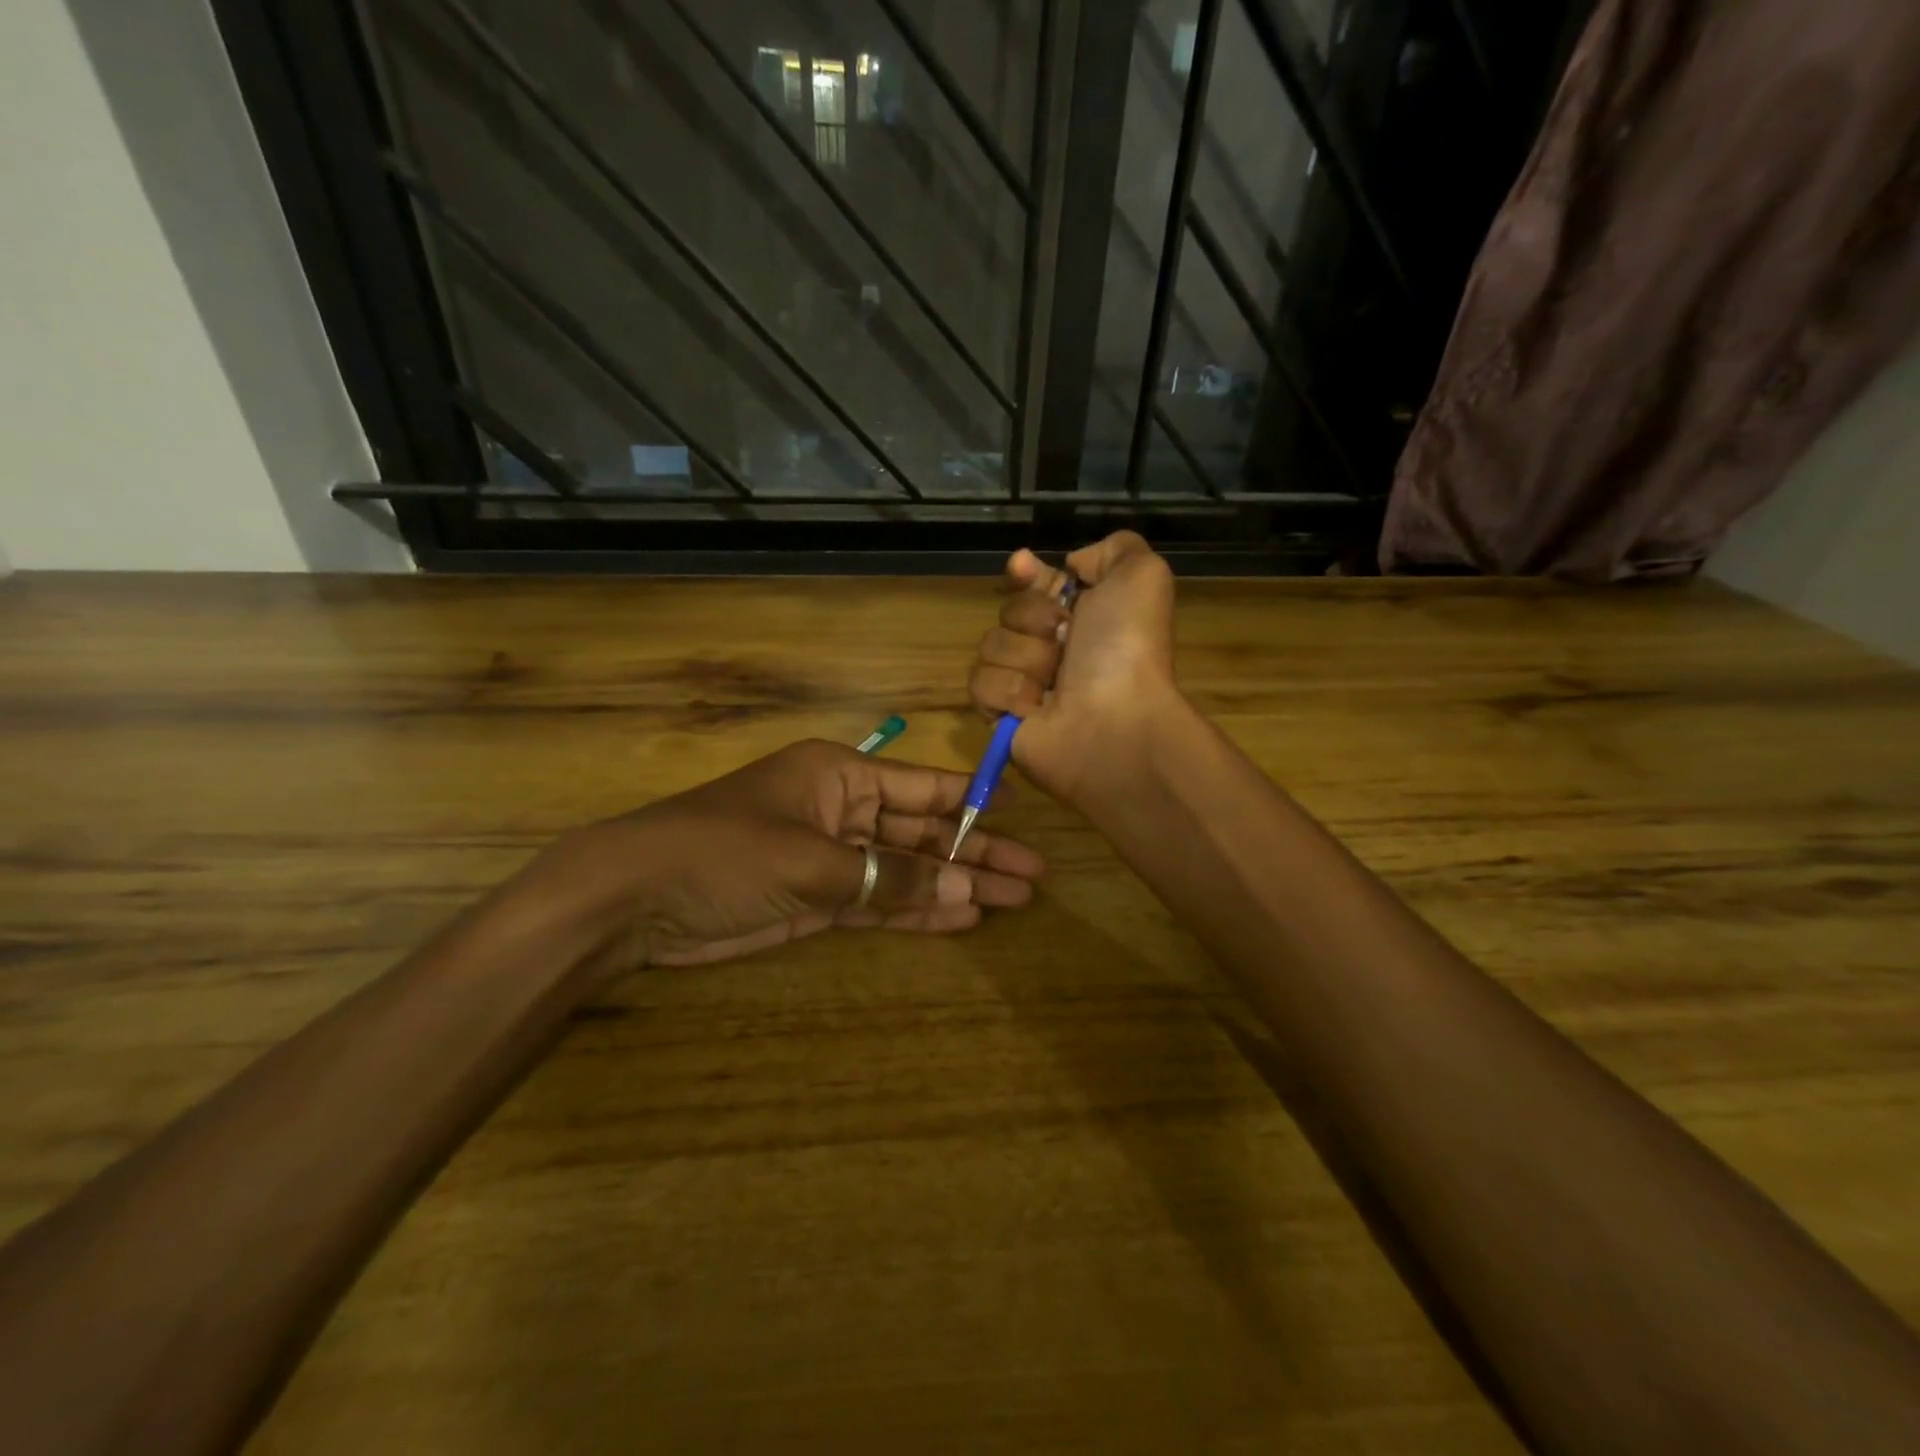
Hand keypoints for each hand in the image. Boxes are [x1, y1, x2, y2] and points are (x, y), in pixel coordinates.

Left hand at [543, 740, 1045, 968]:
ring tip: (1010, 901)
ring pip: (908, 870)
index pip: (923, 788)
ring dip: (954, 887)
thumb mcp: (812, 862)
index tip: (1022, 819)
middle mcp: (844, 810)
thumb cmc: (725, 853)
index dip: (974, 804)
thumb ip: (892, 878)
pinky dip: (917, 912)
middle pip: (924, 832)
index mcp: (842, 775)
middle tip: (1033, 878)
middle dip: (975, 855)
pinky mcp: (819, 899)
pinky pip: (880, 902)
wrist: (635, 900)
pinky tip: (961, 920)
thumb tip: (968, 890)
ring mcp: (833, 857)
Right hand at [968, 531, 1180, 805]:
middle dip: (1033, 619)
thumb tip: (1074, 565)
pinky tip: (1036, 707)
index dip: (1025, 573)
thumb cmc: (1127, 649)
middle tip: (1065, 640)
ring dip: (1025, 658)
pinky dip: (1009, 692)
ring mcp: (1025, 683)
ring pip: (991, 645)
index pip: (1036, 583)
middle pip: (1009, 610)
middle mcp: (1054, 648)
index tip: (1022, 566)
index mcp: (1084, 616)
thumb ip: (1114, 550)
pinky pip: (980, 684)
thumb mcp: (1142, 577)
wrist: (1114, 723)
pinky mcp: (1002, 717)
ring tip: (1054, 683)